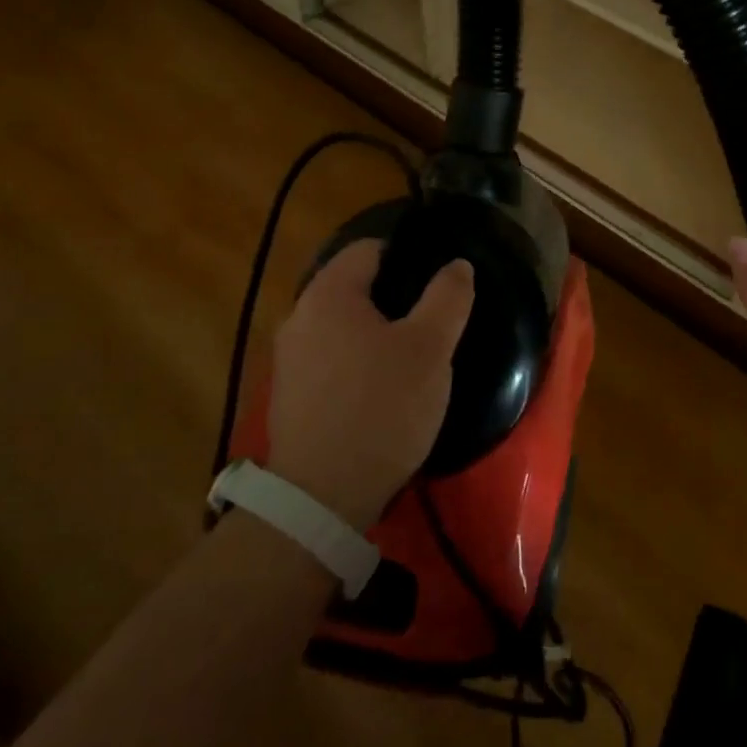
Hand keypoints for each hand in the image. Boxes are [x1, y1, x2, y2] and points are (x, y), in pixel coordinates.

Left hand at [266, 240, 473, 528]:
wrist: (322, 497)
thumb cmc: (382, 408)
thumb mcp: (429, 349)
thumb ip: (448, 298)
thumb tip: (457, 264)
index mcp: (328, 294)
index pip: (368, 248)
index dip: (407, 255)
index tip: (438, 280)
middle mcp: (298, 316)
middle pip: (353, 286)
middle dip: (394, 296)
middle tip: (433, 319)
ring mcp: (288, 358)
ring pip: (341, 324)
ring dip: (375, 330)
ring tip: (413, 354)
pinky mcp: (289, 395)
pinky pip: (330, 357)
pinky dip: (357, 359)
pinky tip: (382, 387)